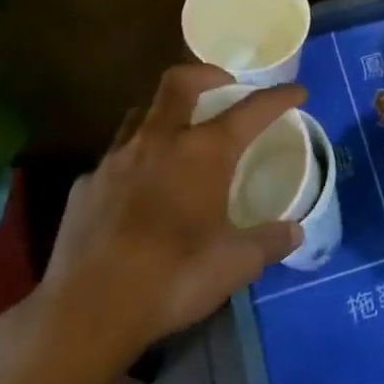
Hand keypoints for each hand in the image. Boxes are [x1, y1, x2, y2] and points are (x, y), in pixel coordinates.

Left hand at [31, 64, 305, 360]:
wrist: (88, 309)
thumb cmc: (174, 278)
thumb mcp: (235, 264)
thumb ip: (268, 242)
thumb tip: (295, 233)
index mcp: (203, 153)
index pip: (250, 111)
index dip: (278, 97)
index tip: (297, 92)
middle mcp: (159, 142)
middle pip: (180, 82)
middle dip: (207, 74)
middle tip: (224, 86)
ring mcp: (116, 160)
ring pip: (142, 113)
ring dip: (166, 112)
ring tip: (180, 133)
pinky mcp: (86, 185)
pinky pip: (115, 157)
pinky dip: (135, 160)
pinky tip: (139, 190)